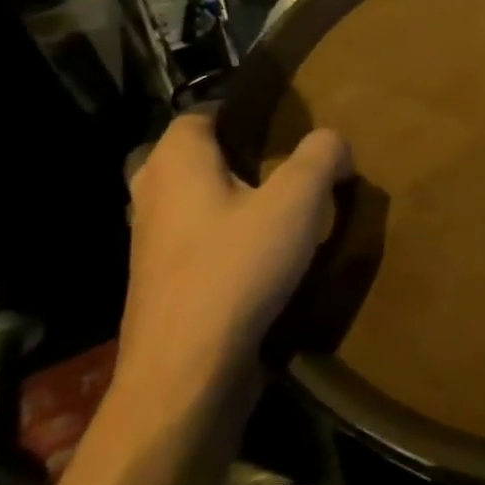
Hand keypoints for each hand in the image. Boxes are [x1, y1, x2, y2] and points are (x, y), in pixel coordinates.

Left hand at [120, 114, 350, 391]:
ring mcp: (150, 247)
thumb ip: (321, 156)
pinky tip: (265, 254)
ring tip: (280, 205)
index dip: (237, 110)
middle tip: (283, 160)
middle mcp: (152, 198)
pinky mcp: (161, 288)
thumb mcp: (298, 200)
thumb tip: (333, 143)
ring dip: (228, 198)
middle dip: (232, 154)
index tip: (280, 119)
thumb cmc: (237, 269)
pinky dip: (224, 237)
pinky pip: (195, 243)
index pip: (198, 115)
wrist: (186, 374)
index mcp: (176, 165)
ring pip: (191, 202)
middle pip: (190, 158)